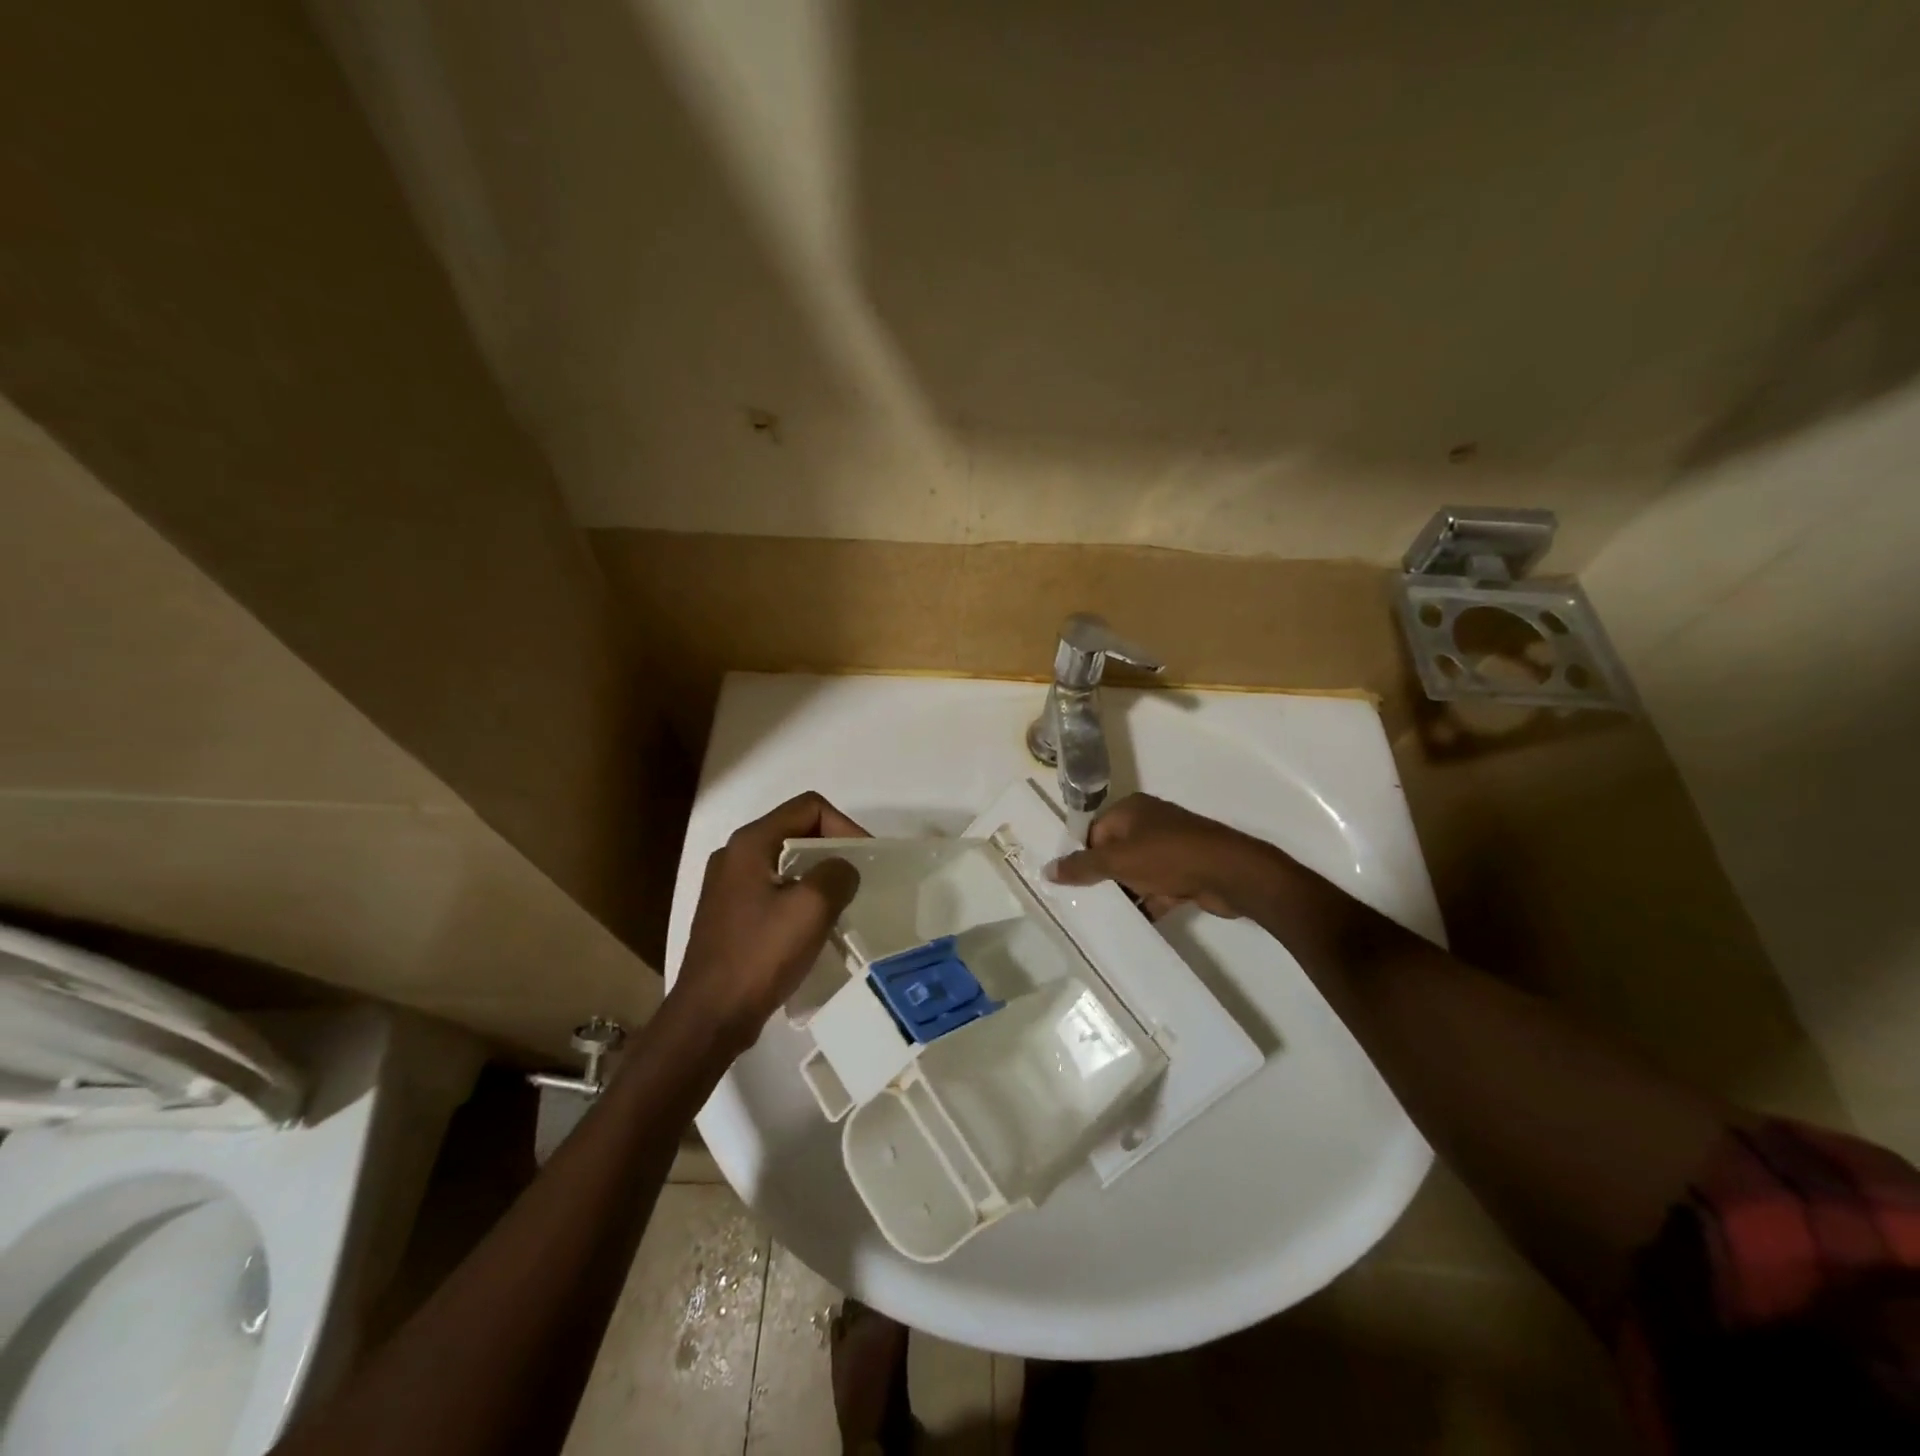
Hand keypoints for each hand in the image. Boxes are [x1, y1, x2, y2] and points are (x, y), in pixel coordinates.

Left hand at [672, 792, 867, 1050]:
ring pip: (787, 862)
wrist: (710, 1017)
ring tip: (843, 903)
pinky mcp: (731, 915)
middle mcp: (735, 855)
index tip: (865, 860)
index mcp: (750, 843)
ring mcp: (729, 886)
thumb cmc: (759, 955)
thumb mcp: (811, 908)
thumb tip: (842, 871)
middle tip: (860, 879)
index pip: (809, 807)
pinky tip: (815, 926)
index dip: (844, 825)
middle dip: (833, 850)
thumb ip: (837, 875)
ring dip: (819, 876)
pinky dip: (801, 898)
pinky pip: (775, 890)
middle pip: (797, 830)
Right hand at [1045, 793, 1277, 918]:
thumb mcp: (1118, 860)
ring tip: (1101, 919)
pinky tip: (1132, 926)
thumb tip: (1047, 869)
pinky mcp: (1185, 873)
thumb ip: (1082, 867)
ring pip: (1135, 873)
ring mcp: (1170, 849)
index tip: (1069, 883)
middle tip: (1081, 903)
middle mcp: (1149, 824)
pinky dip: (1147, 904)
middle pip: (1114, 852)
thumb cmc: (1169, 856)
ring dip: (1124, 893)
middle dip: (1101, 877)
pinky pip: (1157, 889)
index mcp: (1131, 810)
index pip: (1094, 831)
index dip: (1081, 855)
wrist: (1230, 874)